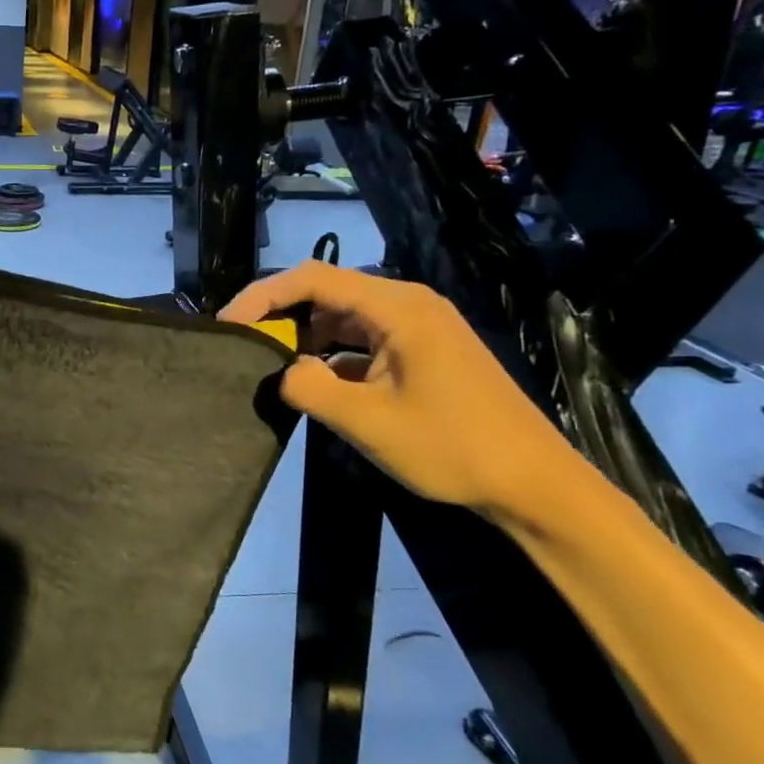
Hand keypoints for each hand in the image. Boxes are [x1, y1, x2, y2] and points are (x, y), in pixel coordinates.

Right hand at [220, 260, 578, 518]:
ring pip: (343, 315)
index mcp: (398, 307)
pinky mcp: (422, 350)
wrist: (535, 485)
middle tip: (245, 346)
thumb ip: (309, 387)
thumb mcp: (367, 422)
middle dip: (281, 314)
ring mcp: (418, 327)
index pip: (313, 278)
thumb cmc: (452, 448)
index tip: (228, 325)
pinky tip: (315, 380)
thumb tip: (280, 370)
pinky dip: (333, 353)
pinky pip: (363, 338)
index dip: (263, 295)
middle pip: (327, 291)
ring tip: (272, 364)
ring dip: (306, 336)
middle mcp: (408, 304)